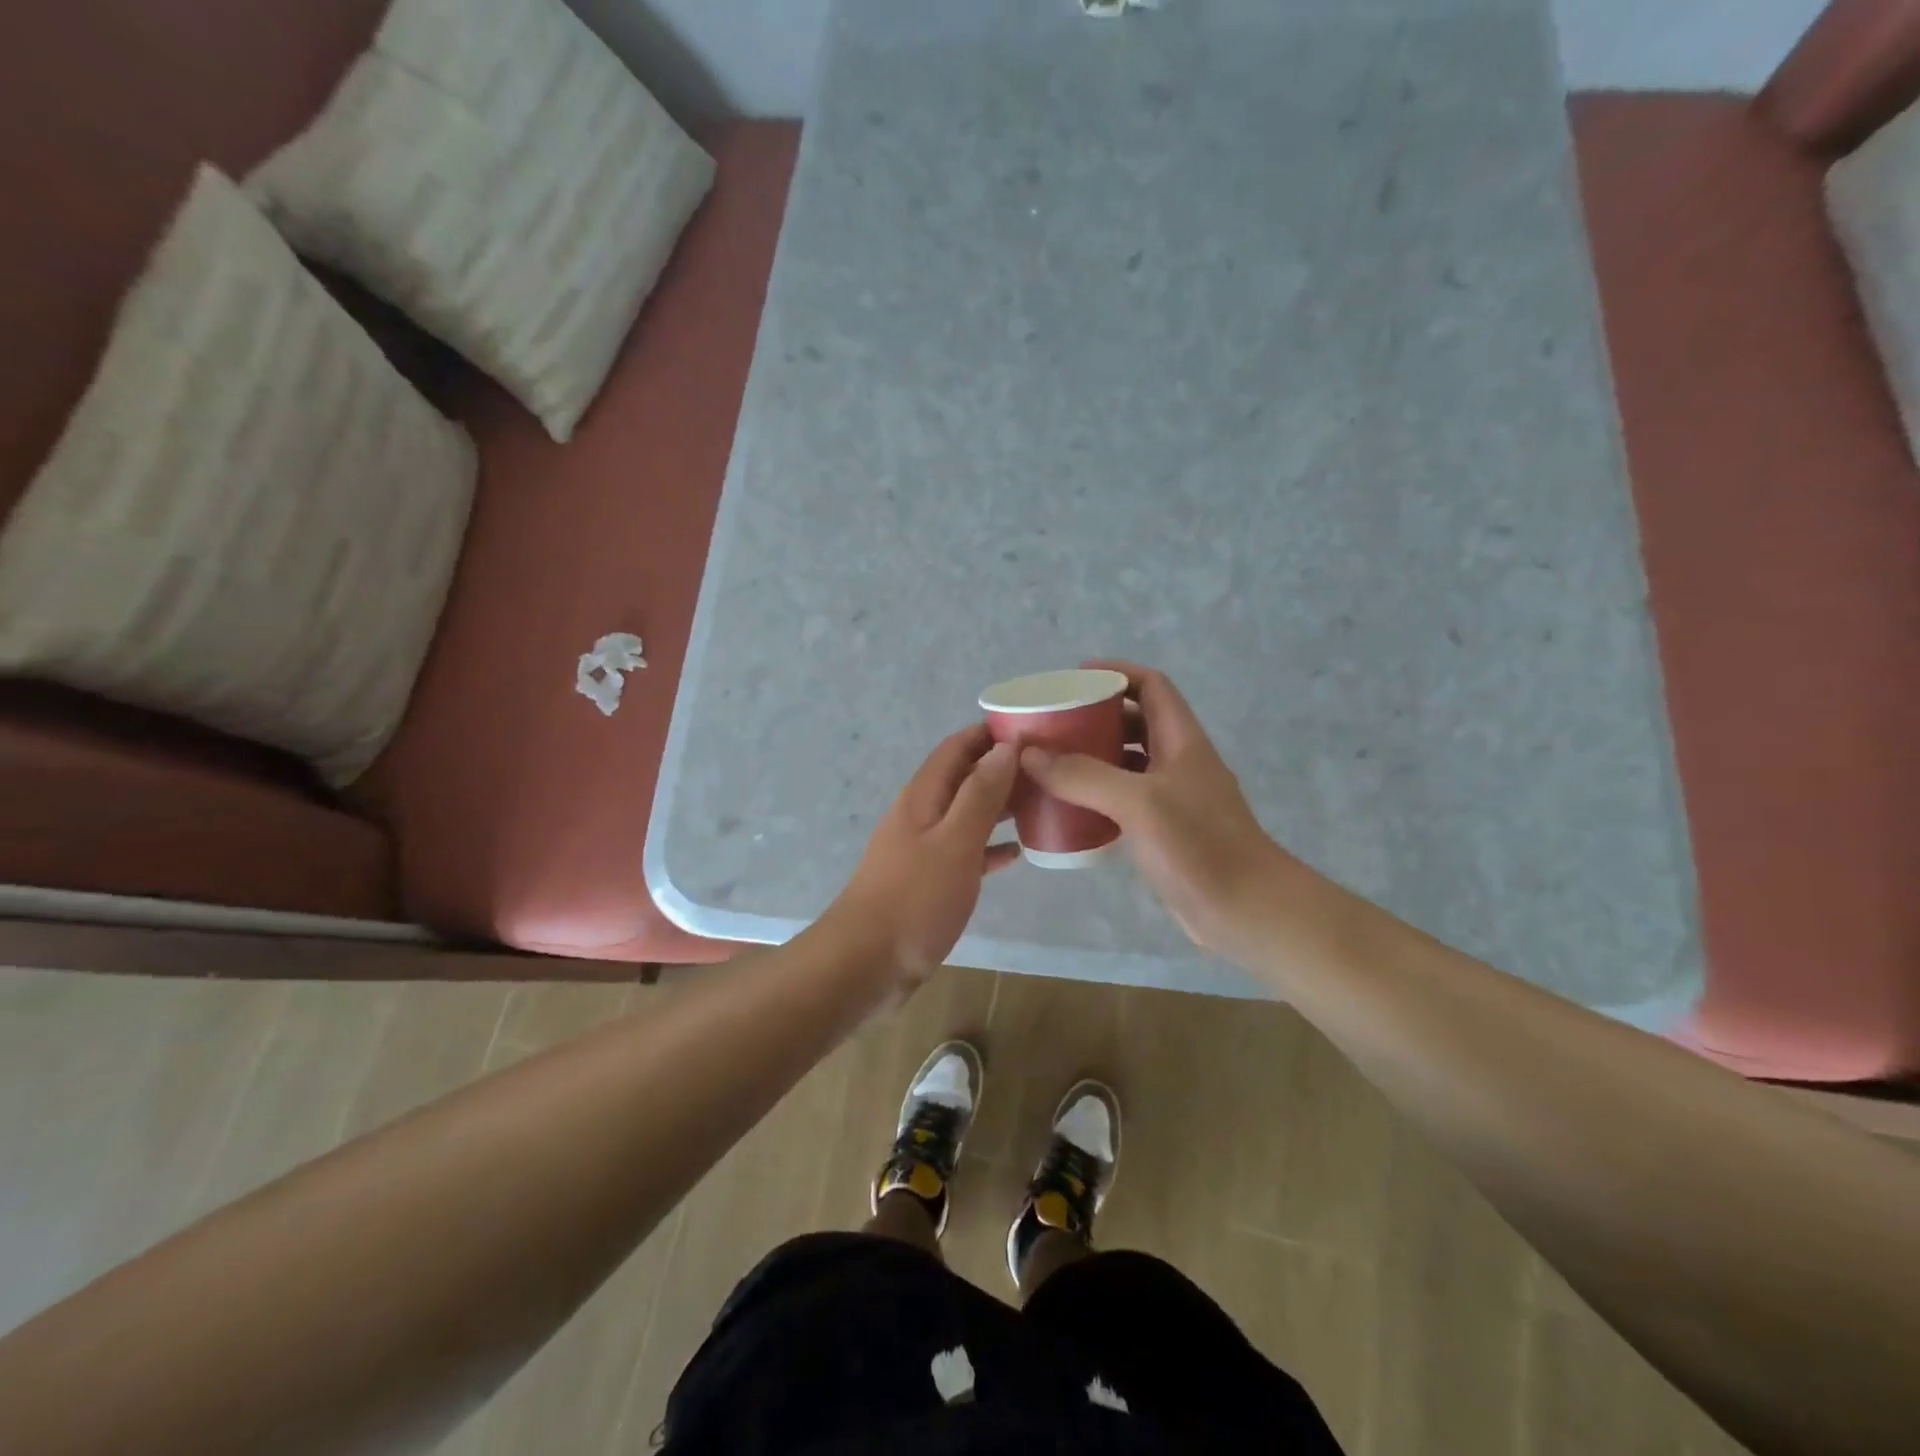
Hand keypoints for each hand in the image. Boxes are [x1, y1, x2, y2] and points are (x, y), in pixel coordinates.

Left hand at [825, 725, 1020, 988]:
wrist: (866, 964)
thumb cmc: (914, 899)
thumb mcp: (954, 842)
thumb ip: (980, 794)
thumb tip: (1005, 747)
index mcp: (924, 796)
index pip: (957, 747)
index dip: (990, 734)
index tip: (1032, 729)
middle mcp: (921, 815)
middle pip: (963, 778)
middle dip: (1001, 769)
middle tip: (1048, 769)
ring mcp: (922, 849)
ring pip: (966, 814)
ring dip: (999, 806)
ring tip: (1041, 803)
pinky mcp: (927, 881)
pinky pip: (965, 852)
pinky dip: (989, 846)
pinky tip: (1016, 853)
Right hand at [1019, 661, 1311, 961]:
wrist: (1247, 911)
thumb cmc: (1200, 846)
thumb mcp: (1139, 803)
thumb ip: (1084, 776)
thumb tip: (1029, 753)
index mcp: (1182, 741)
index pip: (1152, 686)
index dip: (1117, 672)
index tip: (1075, 677)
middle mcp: (1179, 763)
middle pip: (1136, 723)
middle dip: (1096, 717)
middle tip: (1052, 724)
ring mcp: (1173, 798)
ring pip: (1128, 764)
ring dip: (1093, 758)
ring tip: (1051, 762)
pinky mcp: (1164, 832)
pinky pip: (1124, 801)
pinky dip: (1098, 797)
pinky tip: (1069, 808)